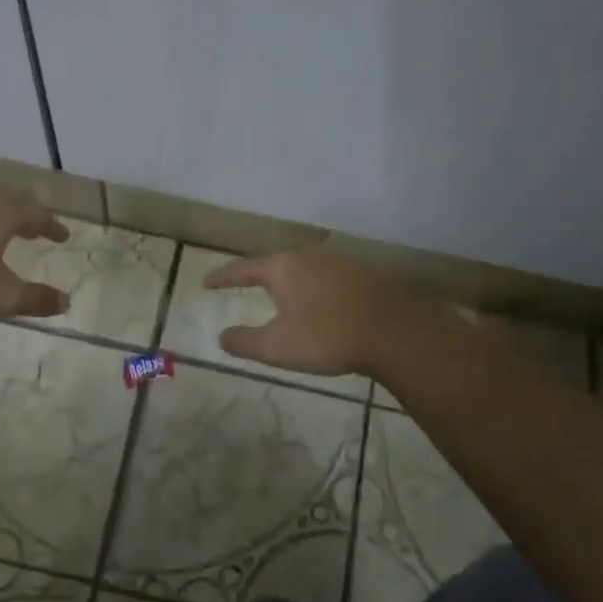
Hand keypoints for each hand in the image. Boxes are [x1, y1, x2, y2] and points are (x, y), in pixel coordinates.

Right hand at [204, 245, 426, 376]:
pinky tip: (320, 299)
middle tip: (244, 283)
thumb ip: (245, 341)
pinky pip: (328, 275)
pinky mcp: (364, 271)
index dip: (224, 276)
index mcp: (283, 267)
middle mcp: (309, 254)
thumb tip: (222, 336)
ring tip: (282, 292)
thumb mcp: (277, 347)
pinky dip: (315, 285)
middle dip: (259, 273)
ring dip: (290, 279)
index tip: (208, 282)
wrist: (394, 332)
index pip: (243, 268)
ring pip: (304, 265)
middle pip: (275, 261)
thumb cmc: (327, 337)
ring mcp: (339, 260)